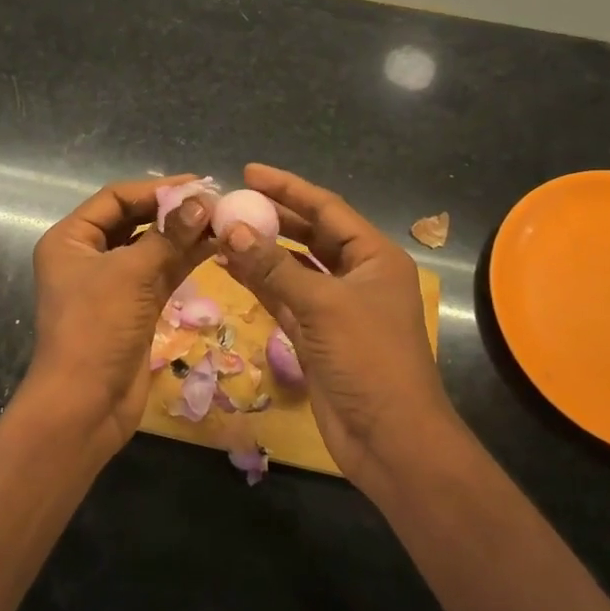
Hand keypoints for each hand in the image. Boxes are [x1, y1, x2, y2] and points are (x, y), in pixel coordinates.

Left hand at [26, 176, 216, 454]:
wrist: (85, 404)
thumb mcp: (131, 274)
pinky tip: (215, 247)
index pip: (115, 198)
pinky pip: (161, 273)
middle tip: (216, 202)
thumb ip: (168, 235)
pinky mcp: (134, 307)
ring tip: (223, 222)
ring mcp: (112, 283)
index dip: (156, 188)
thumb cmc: (96, 328)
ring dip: (184, 235)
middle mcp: (88, 255)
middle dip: (173, 211)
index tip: (199, 184)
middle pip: (134, 220)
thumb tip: (203, 201)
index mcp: (71, 239)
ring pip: (151, 248)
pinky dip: (185, 260)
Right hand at [218, 163, 461, 492]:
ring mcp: (334, 307)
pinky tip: (228, 267)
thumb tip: (231, 229)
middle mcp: (356, 275)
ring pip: (292, 267)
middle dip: (271, 217)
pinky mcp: (315, 335)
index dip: (288, 188)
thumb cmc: (369, 360)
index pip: (327, 209)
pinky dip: (258, 283)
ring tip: (220, 230)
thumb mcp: (323, 306)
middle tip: (229, 201)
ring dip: (260, 250)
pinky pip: (283, 297)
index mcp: (374, 257)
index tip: (249, 172)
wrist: (389, 438)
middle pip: (309, 234)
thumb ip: (275, 266)